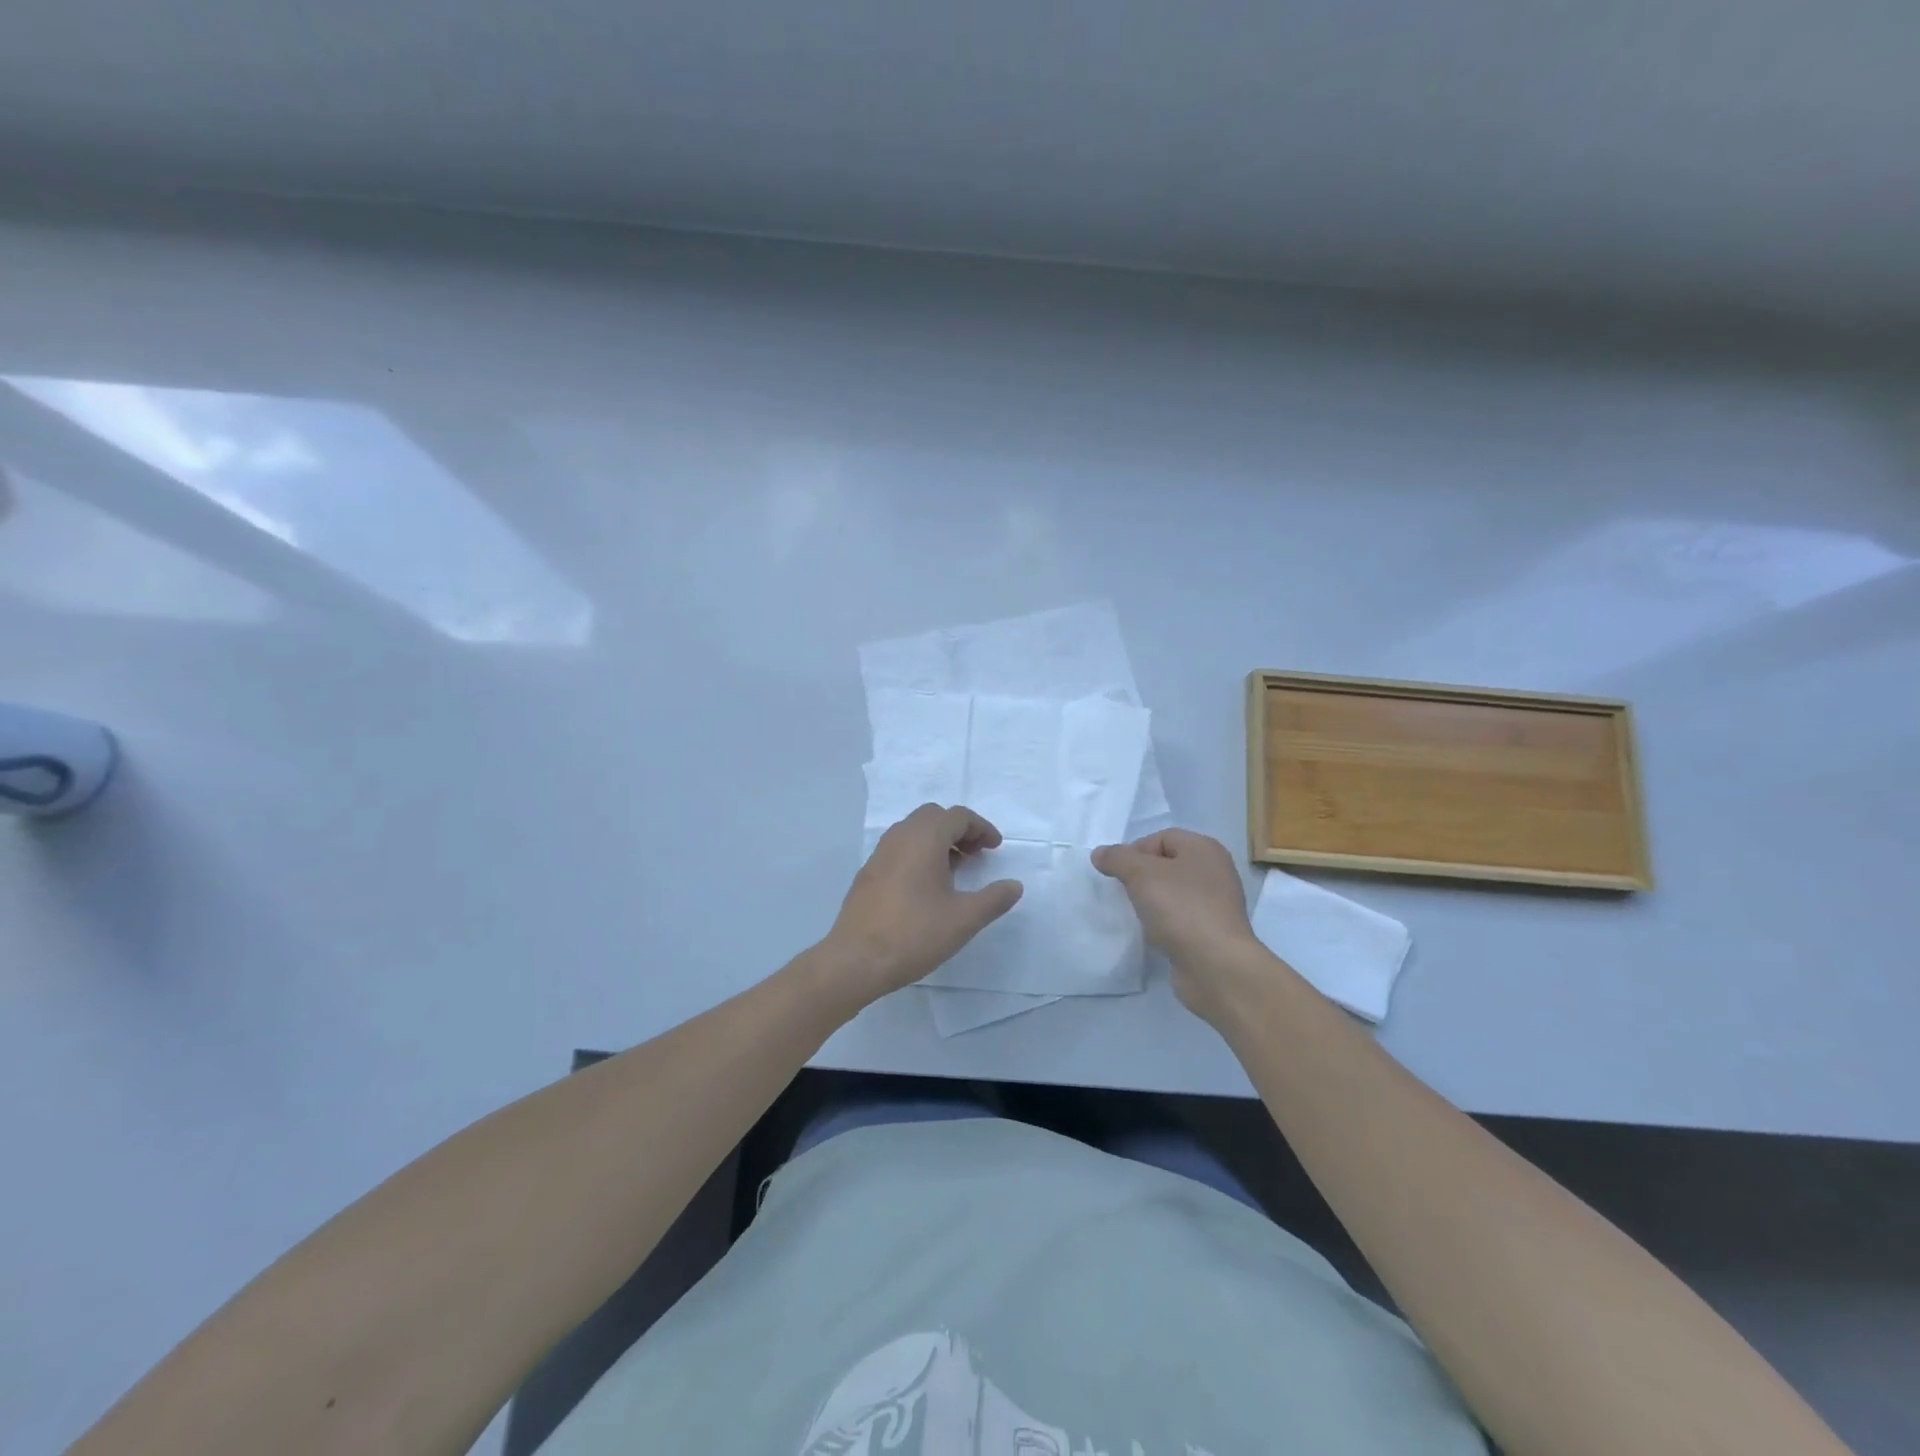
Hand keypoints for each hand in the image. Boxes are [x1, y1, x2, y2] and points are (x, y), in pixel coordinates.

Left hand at [819, 804, 1023, 1005]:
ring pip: (914, 831)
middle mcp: (900, 837)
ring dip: (938, 841)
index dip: (981, 828)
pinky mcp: (868, 873)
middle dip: (959, 829)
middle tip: (976, 854)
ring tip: (955, 870)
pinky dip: (919, 853)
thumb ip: (994, 899)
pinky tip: (927, 887)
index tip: (995, 848)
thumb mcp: (964, 919)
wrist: (855, 960)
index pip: (958, 816)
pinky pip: (899, 849)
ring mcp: (879, 854)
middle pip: (934, 817)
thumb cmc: (914, 934)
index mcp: (924, 839)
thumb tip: (1014, 886)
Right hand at [1092, 829, 1262, 1020]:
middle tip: (1125, 892)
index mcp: (1205, 849)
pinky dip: (1165, 922)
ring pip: (1174, 893)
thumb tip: (1100, 853)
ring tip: (1137, 914)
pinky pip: (1181, 918)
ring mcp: (1217, 904)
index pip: (1162, 838)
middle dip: (1142, 877)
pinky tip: (1154, 934)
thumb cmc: (1180, 908)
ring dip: (1152, 901)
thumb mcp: (1141, 874)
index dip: (1135, 851)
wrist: (1215, 965)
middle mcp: (1215, 871)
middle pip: (1168, 864)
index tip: (1118, 873)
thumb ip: (1117, 858)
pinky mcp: (1213, 932)